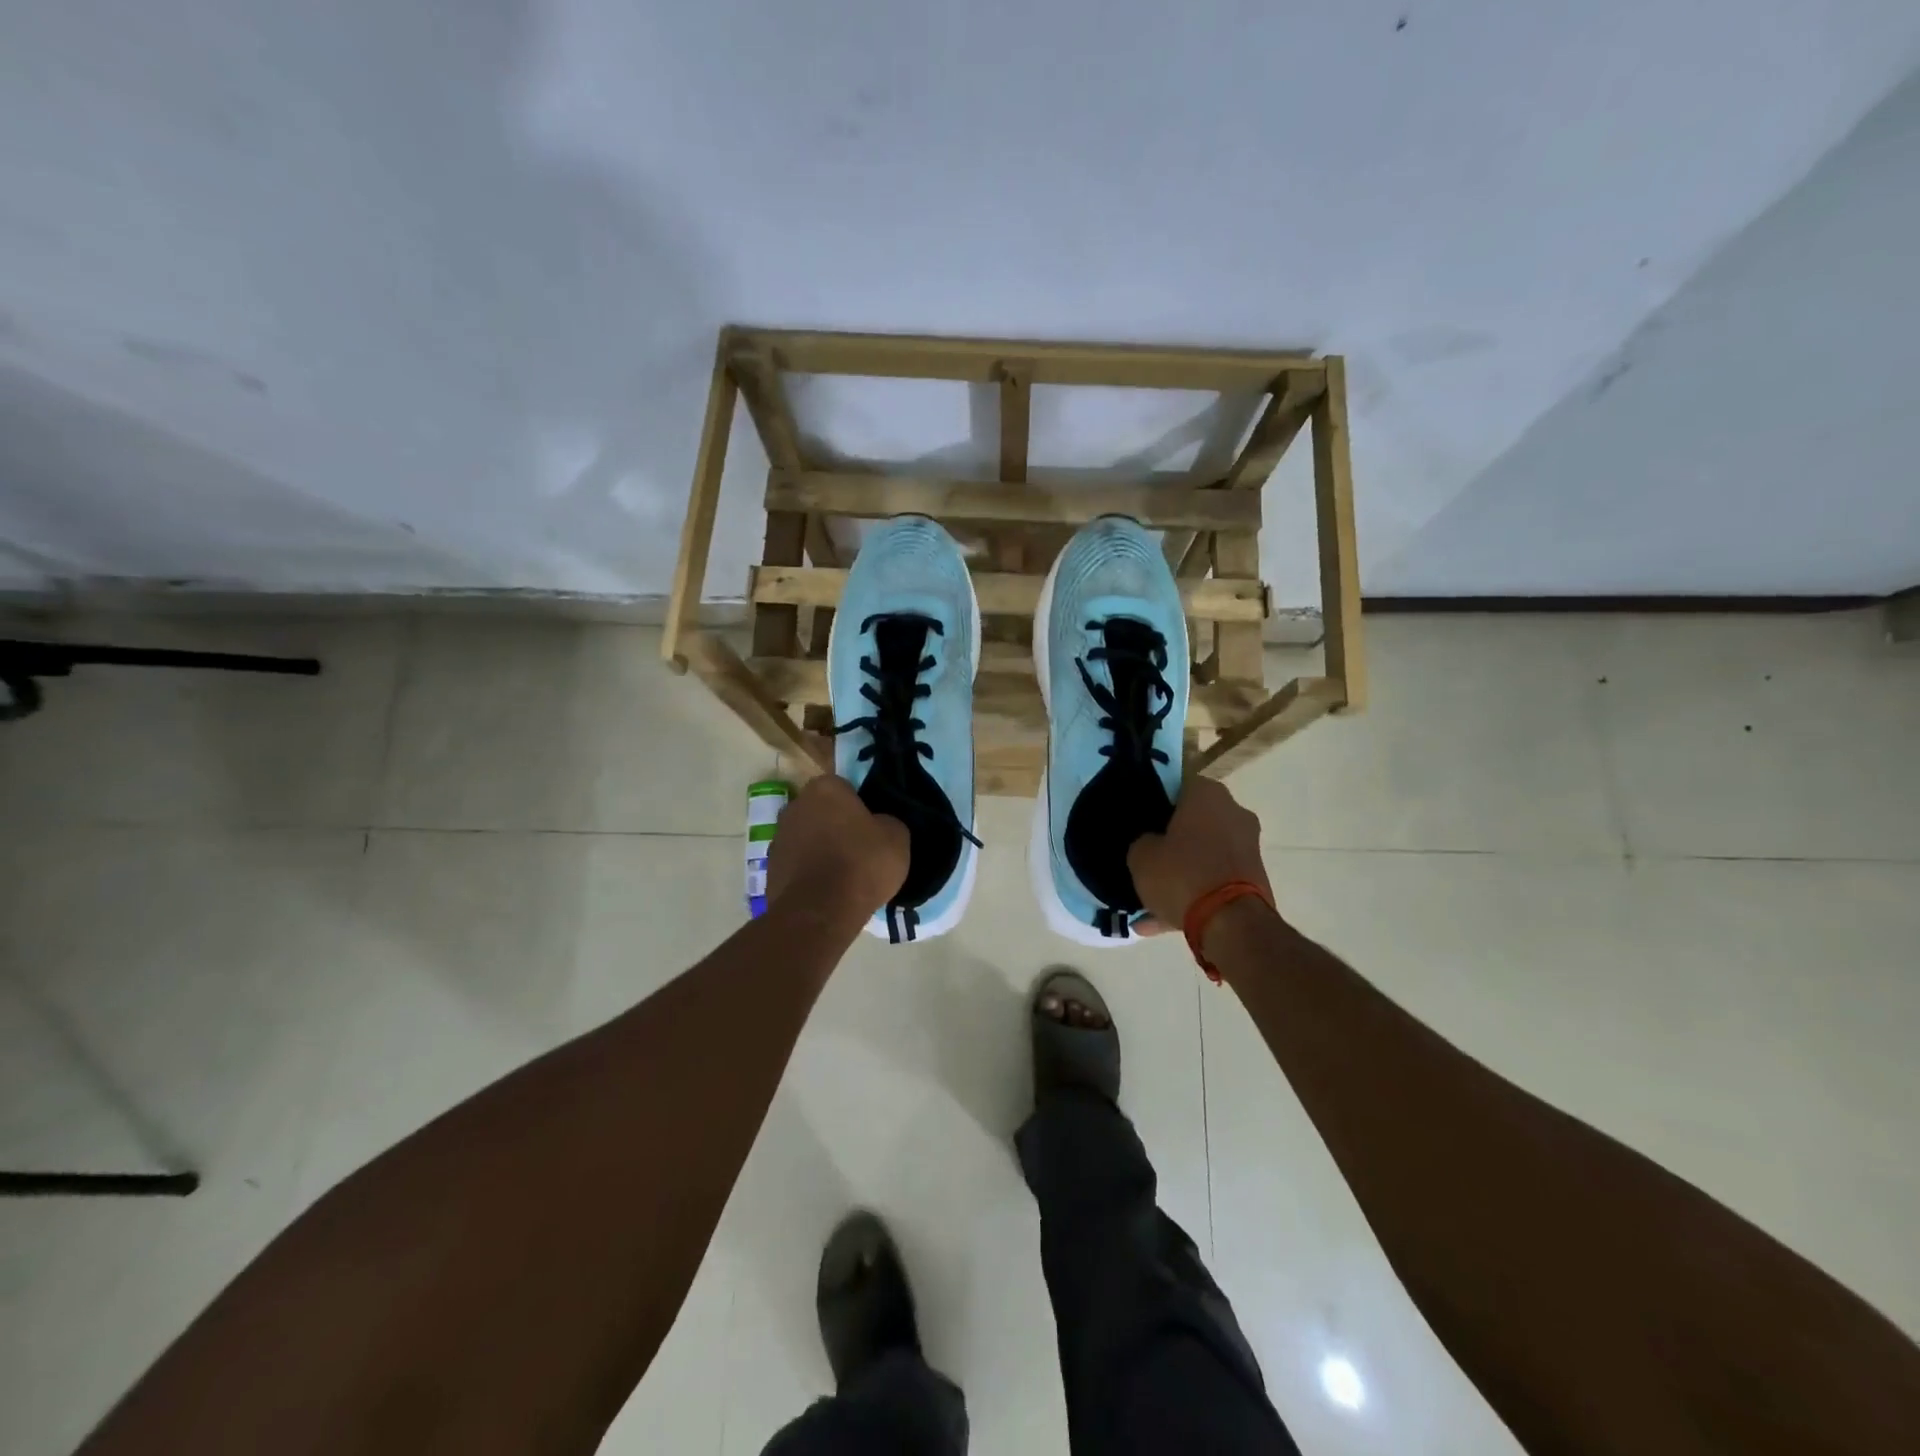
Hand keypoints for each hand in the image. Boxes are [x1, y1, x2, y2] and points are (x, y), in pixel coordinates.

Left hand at [766, 774, 908, 923]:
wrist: (820, 911)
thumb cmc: (861, 863)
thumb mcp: (897, 837)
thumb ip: (887, 821)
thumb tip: (879, 825)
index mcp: (825, 788)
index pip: (846, 788)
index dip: (861, 807)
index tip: (873, 829)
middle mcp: (795, 805)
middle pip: (823, 812)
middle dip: (837, 826)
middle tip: (860, 850)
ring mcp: (778, 837)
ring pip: (808, 838)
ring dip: (821, 850)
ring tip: (844, 876)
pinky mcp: (770, 869)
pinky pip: (798, 865)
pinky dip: (810, 874)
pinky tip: (827, 892)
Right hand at [1128, 776, 1271, 931]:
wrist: (1231, 924)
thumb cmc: (1182, 874)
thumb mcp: (1140, 856)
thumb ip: (1142, 841)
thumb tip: (1151, 842)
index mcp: (1207, 794)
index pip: (1177, 785)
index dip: (1155, 801)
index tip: (1140, 820)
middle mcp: (1234, 812)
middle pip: (1193, 822)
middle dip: (1171, 841)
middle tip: (1146, 857)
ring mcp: (1247, 846)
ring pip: (1203, 855)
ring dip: (1180, 873)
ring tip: (1148, 900)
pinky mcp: (1254, 879)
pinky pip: (1214, 880)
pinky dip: (1193, 894)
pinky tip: (1162, 922)